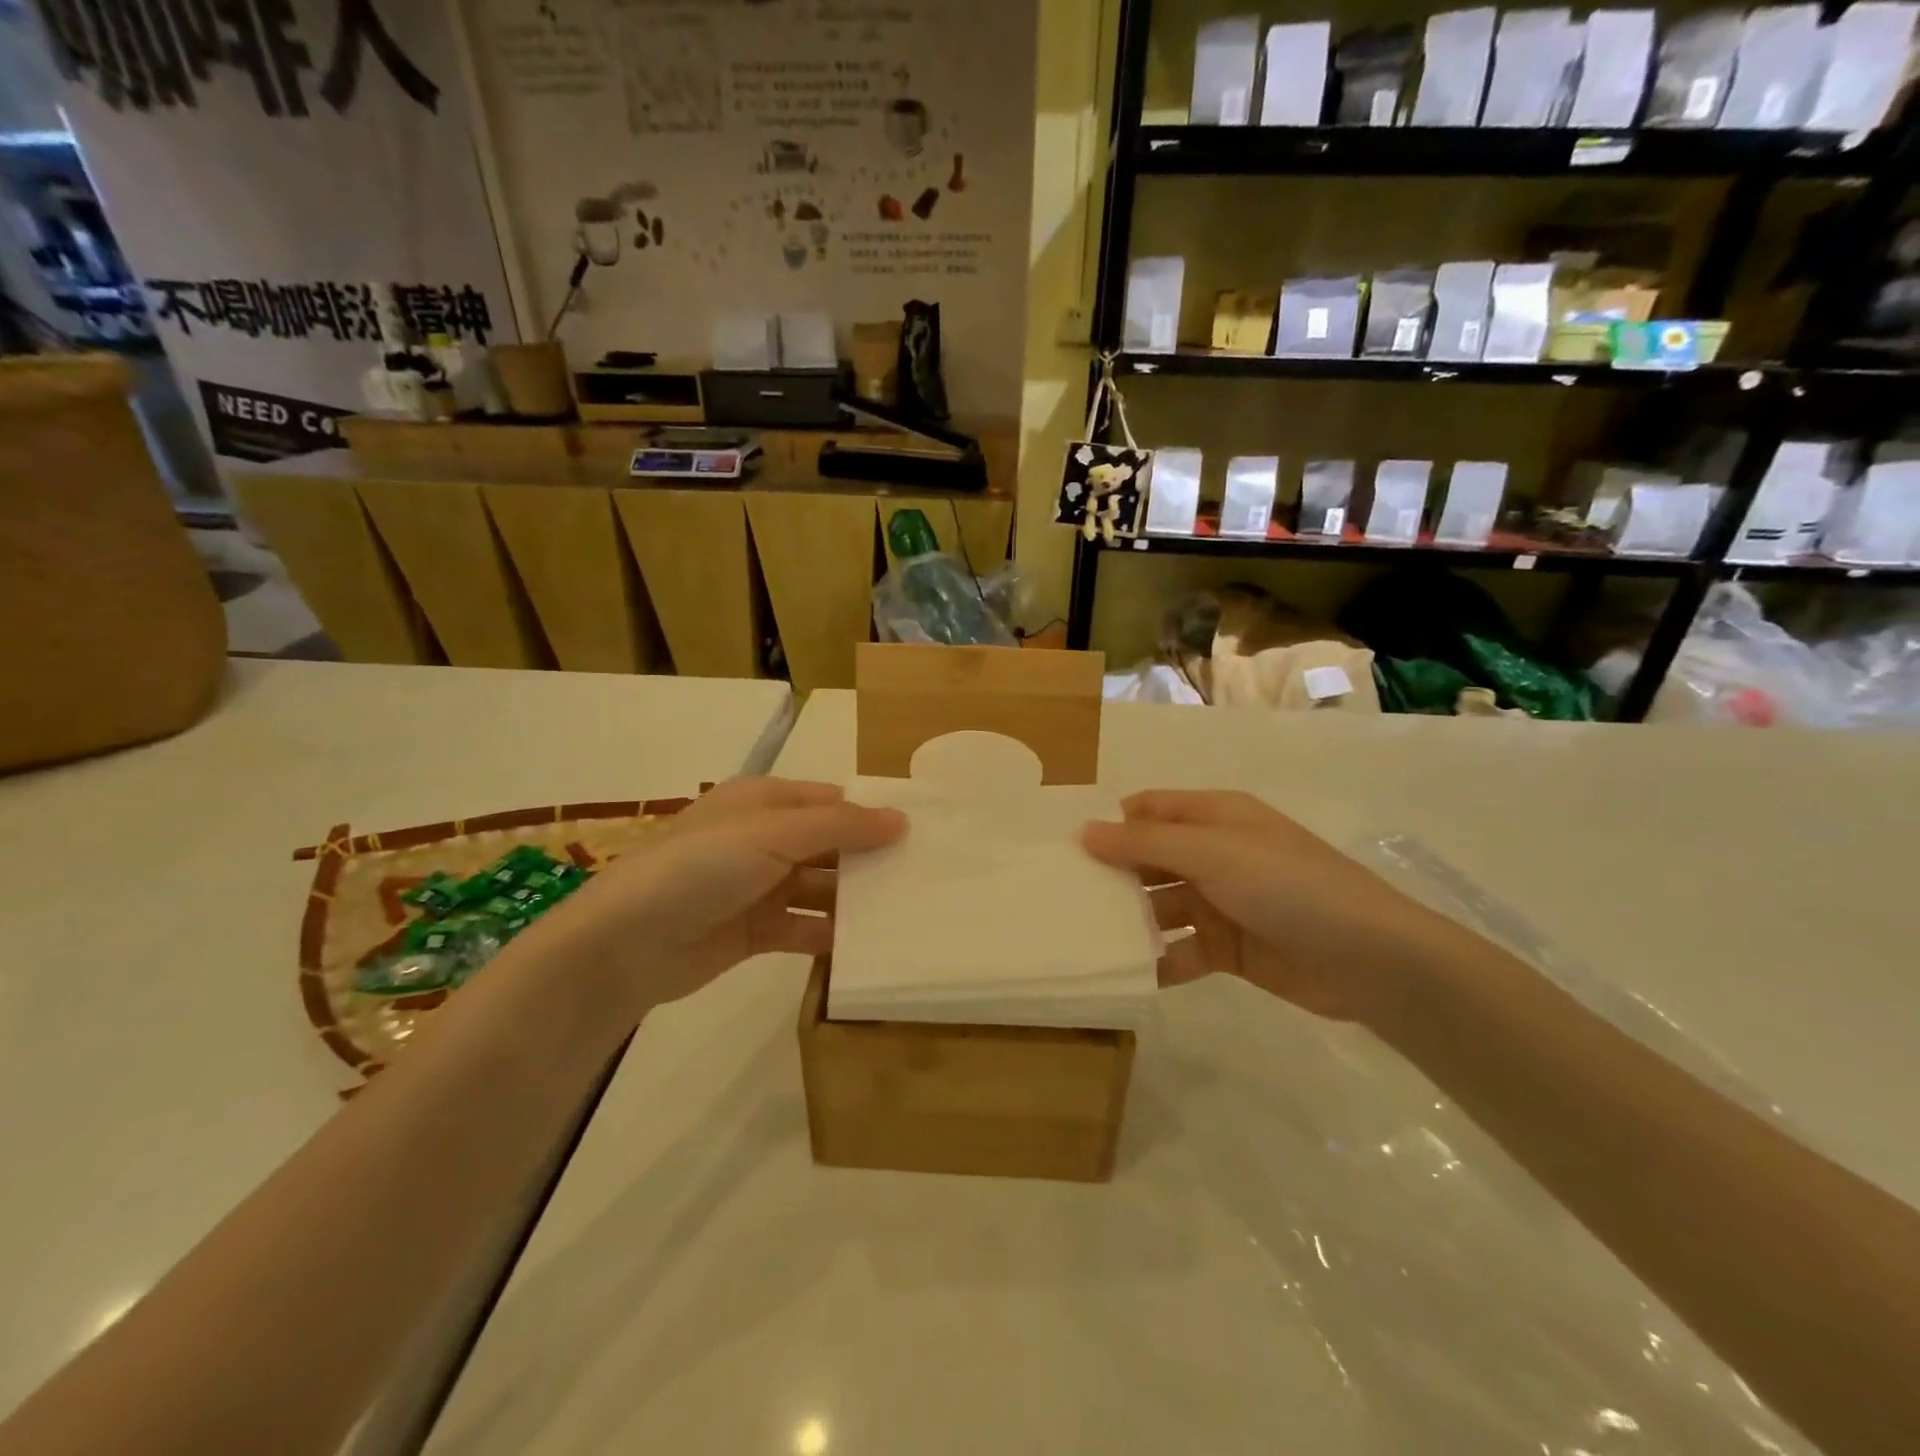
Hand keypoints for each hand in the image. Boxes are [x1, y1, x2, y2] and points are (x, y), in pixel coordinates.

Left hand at [509, 777, 905, 1017]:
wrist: (626, 943)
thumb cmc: (702, 867)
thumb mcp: (774, 833)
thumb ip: (841, 826)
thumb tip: (902, 819)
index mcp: (765, 802)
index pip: (832, 800)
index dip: (872, 814)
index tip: (922, 833)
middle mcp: (764, 839)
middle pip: (830, 845)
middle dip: (870, 859)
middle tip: (926, 877)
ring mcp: (759, 886)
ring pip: (821, 888)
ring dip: (855, 900)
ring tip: (907, 913)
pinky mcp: (756, 931)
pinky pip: (804, 927)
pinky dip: (831, 936)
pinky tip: (867, 947)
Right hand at [1082, 789, 1461, 1023]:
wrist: (1369, 959)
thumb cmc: (1286, 886)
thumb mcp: (1211, 853)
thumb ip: (1144, 843)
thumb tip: (1083, 831)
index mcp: (1214, 817)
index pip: (1148, 810)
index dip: (1110, 824)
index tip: (1065, 849)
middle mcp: (1214, 854)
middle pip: (1149, 859)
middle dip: (1111, 875)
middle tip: (1061, 898)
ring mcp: (1221, 903)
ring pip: (1160, 906)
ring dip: (1129, 920)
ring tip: (1082, 937)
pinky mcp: (1228, 949)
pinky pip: (1180, 950)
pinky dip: (1155, 959)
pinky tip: (1124, 972)